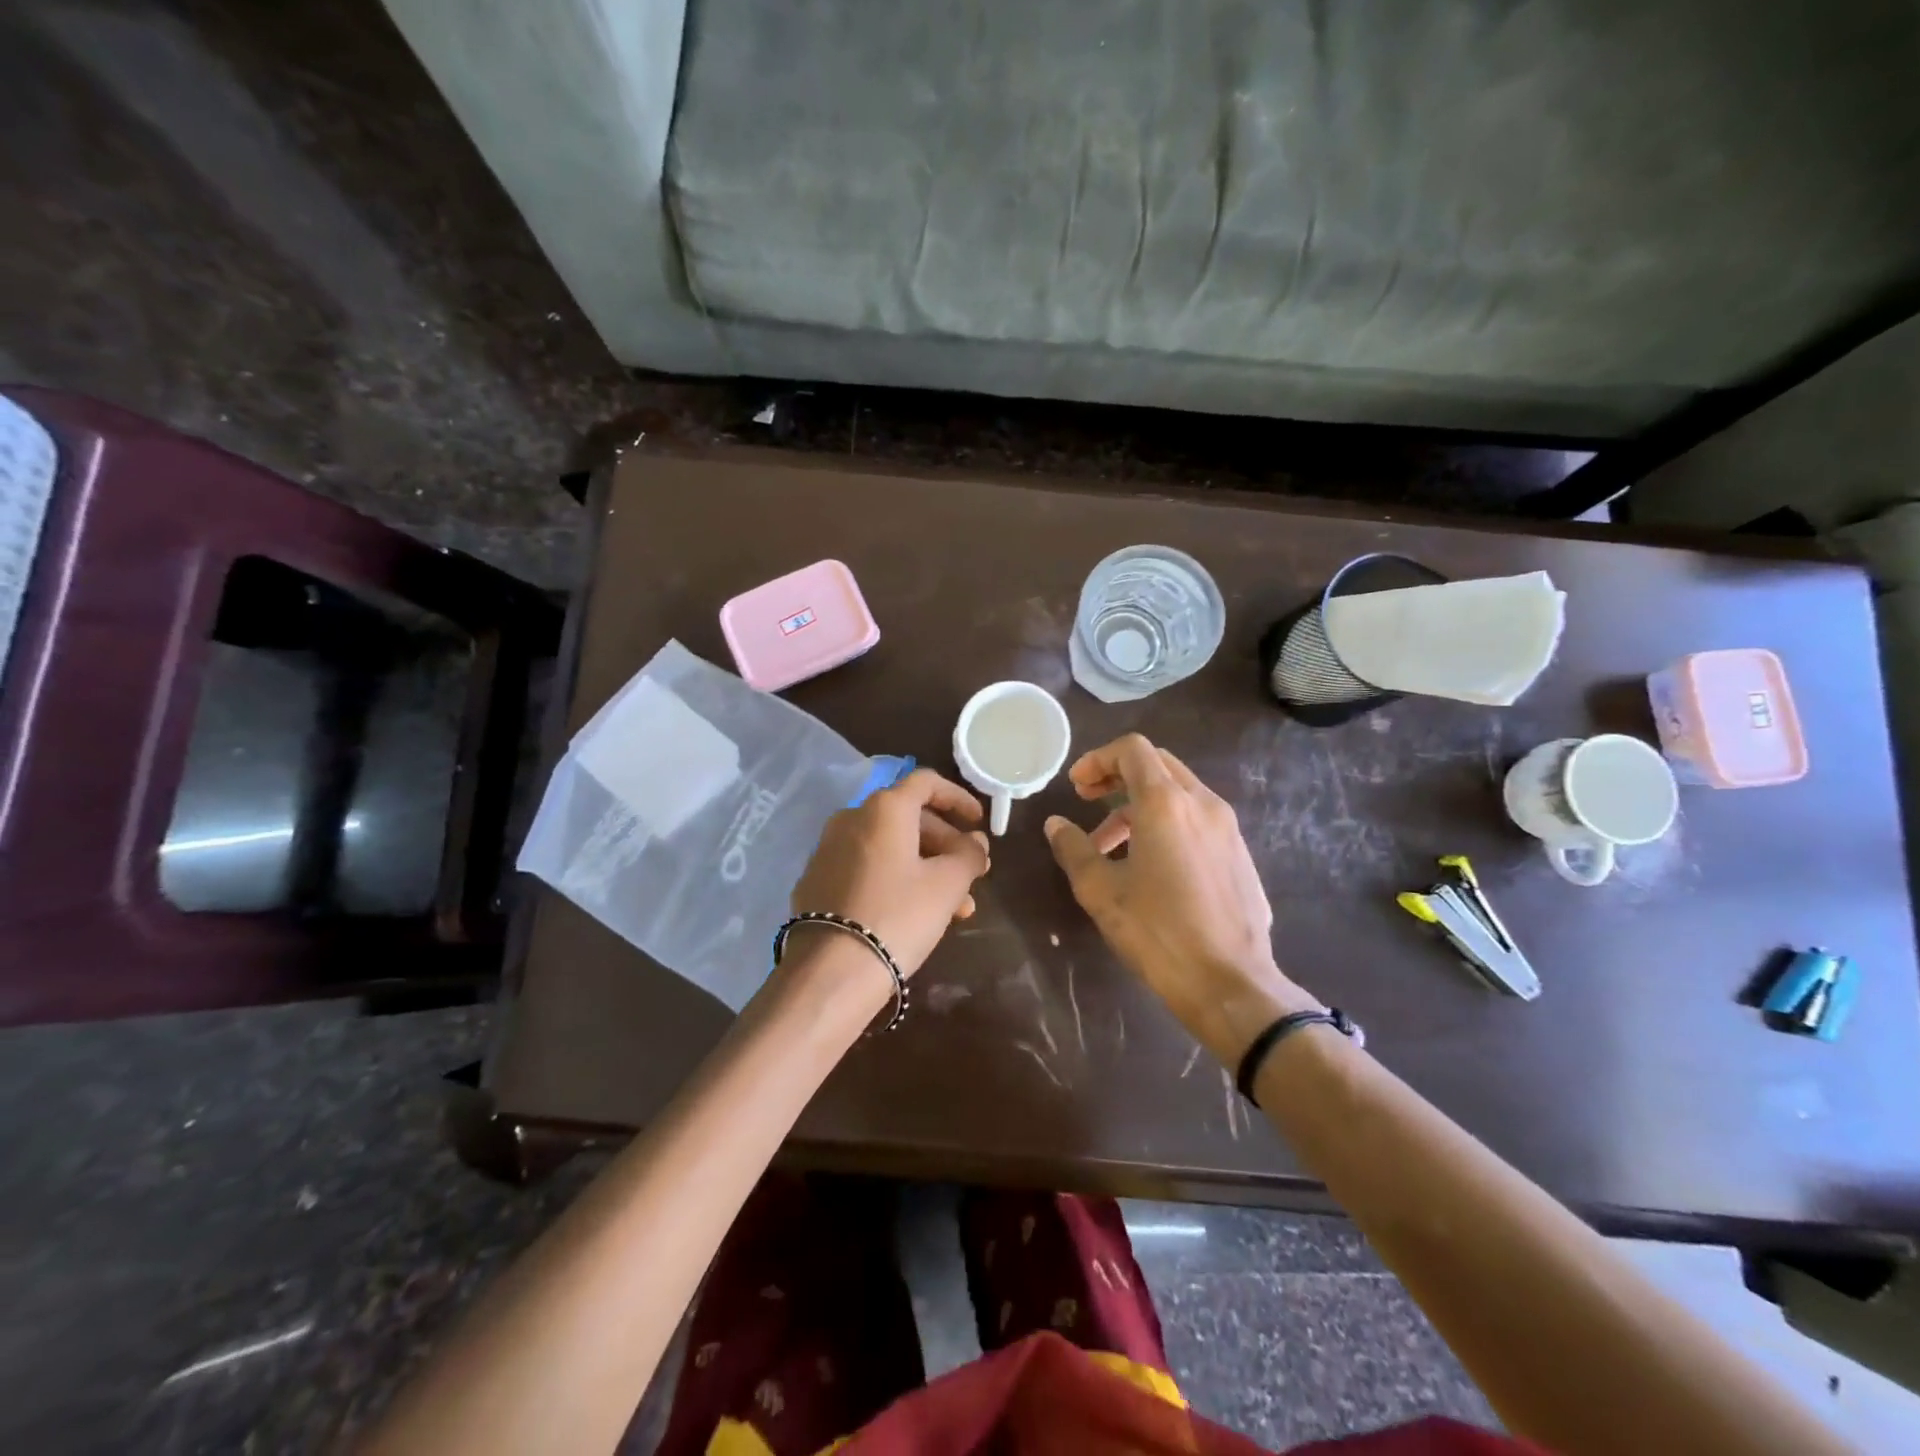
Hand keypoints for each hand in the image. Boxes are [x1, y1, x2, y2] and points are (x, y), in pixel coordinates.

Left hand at [789, 768, 990, 982]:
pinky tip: (918, 914)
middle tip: (974, 873)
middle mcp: (851, 817)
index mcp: (884, 808)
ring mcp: (829, 850)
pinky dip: (897, 879)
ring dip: (927, 868)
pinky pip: (867, 867)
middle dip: (946, 844)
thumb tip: (975, 841)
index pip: (926, 783)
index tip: (978, 822)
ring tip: (958, 908)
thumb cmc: (899, 916)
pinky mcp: (818, 881)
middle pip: (909, 818)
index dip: (957, 798)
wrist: (831, 971)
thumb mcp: (947, 885)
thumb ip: (969, 855)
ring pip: (890, 848)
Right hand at [1043, 734, 1318, 1061]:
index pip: (1132, 750)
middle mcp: (1202, 803)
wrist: (1231, 984)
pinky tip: (1152, 867)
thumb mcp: (1101, 891)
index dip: (1098, 759)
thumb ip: (1074, 849)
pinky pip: (1198, 820)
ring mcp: (1228, 828)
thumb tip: (1056, 824)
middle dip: (1118, 776)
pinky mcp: (1240, 855)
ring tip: (1111, 847)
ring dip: (1139, 806)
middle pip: (1157, 765)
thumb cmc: (1158, 933)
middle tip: (1088, 801)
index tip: (1076, 787)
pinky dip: (1167, 824)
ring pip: (1178, 794)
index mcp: (1166, 803)